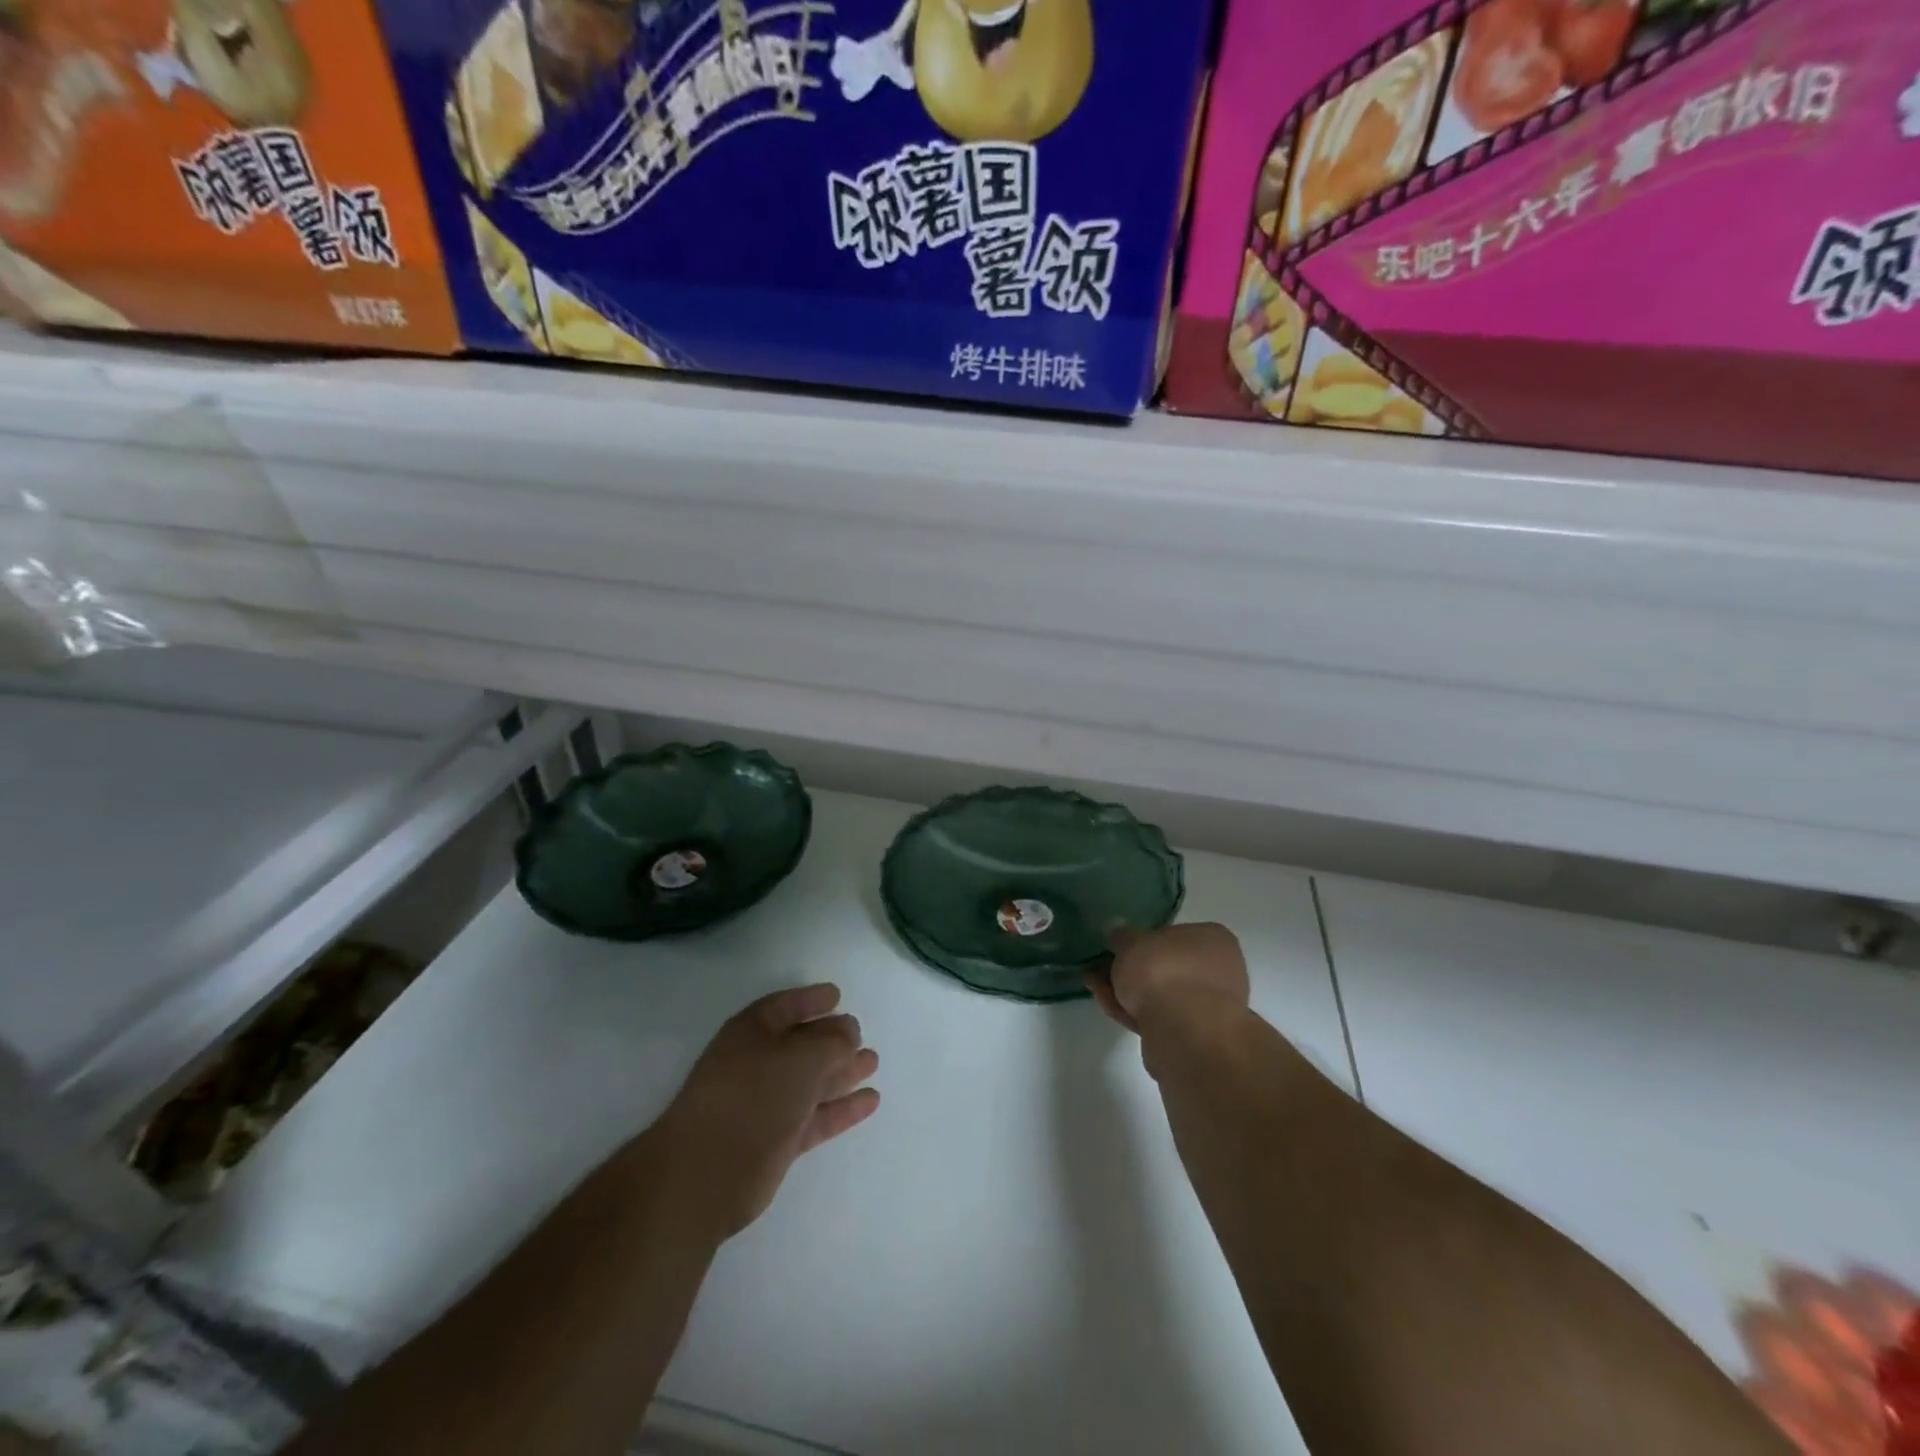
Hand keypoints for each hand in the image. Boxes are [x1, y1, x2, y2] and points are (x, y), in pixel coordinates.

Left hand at [653, 984, 879, 1239]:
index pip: (785, 1006)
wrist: (708, 1171)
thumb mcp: (801, 1055)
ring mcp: (766, 1104)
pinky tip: (871, 1101)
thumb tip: (849, 1031)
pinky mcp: (777, 1141)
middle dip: (831, 1039)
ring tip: (873, 1062)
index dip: (810, 999)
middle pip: (800, 1044)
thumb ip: (832, 1040)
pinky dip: (841, 1108)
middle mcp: (757, 1063)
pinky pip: (815, 1115)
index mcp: (752, 1032)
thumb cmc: (753, 1095)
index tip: (837, 995)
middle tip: (862, 1035)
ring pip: (811, 1081)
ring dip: (842, 1071)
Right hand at [1087, 923, 1250, 1034]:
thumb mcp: (1131, 942)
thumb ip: (1122, 936)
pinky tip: (1110, 1007)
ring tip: (1097, 989)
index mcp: (1213, 939)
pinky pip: (1160, 1017)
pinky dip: (1136, 1012)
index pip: (1176, 934)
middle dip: (1132, 970)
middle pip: (1166, 967)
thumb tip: (1118, 932)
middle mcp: (1219, 970)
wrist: (1183, 1031)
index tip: (1118, 948)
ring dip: (1128, 992)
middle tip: (1101, 970)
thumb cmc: (1162, 970)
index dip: (1143, 941)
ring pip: (1161, 995)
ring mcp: (1209, 1006)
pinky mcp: (1195, 1036)